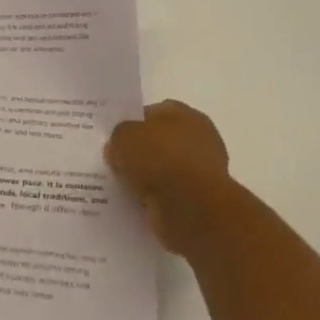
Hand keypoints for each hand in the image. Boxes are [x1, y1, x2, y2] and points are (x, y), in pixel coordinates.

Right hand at [104, 100, 231, 253]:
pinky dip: (157, 199)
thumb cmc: (160, 159)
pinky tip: (140, 203)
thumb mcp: (123, 136)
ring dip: (149, 178)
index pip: (154, 112)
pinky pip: (170, 195)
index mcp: (185, 113)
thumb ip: (118, 136)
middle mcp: (199, 138)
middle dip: (142, 152)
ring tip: (125, 186)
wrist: (192, 208)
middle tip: (118, 163)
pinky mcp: (201, 201)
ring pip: (166, 170)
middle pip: (161, 142)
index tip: (116, 139)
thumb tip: (119, 148)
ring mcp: (203, 171)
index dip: (133, 123)